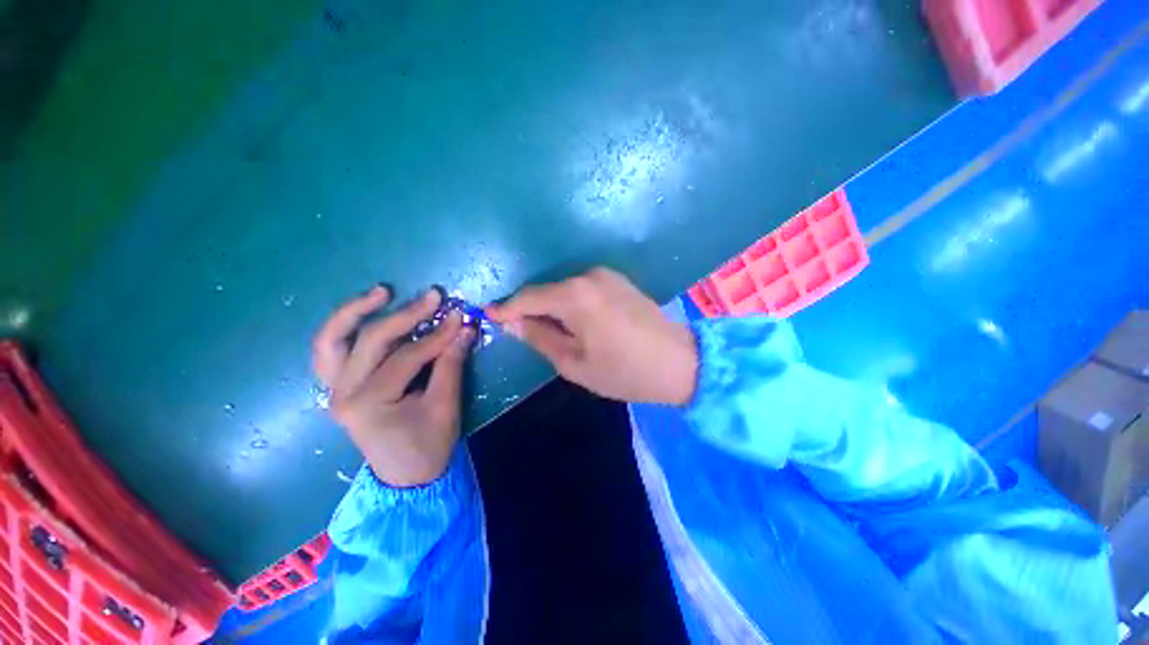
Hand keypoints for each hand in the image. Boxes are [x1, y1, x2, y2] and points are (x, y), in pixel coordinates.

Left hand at [313, 287, 475, 486]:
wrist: (406, 477)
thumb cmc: (428, 446)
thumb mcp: (445, 406)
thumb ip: (451, 363)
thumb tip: (465, 328)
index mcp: (369, 403)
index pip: (407, 357)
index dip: (437, 335)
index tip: (461, 316)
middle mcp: (342, 392)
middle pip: (370, 340)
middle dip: (405, 315)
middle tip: (433, 295)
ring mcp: (334, 389)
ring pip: (332, 341)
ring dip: (355, 312)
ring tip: (382, 291)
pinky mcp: (339, 387)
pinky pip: (331, 351)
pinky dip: (345, 329)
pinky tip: (364, 315)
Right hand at [486, 268, 697, 404]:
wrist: (678, 362)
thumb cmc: (623, 371)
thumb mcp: (574, 363)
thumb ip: (540, 338)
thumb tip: (513, 323)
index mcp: (575, 296)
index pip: (528, 297)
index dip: (507, 308)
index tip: (489, 316)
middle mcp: (588, 276)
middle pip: (547, 291)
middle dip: (530, 310)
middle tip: (520, 331)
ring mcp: (606, 275)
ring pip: (564, 289)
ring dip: (552, 307)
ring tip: (548, 331)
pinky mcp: (618, 279)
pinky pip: (582, 289)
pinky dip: (571, 303)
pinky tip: (574, 322)